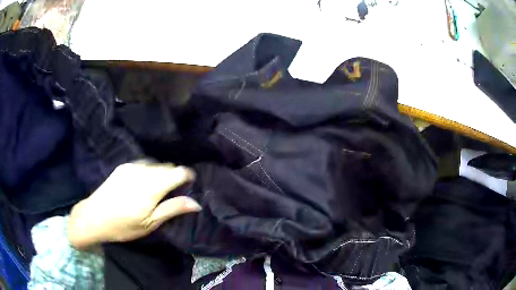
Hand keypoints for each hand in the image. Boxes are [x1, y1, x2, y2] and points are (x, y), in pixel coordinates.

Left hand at [67, 163, 200, 249]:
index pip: (177, 172)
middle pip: (167, 167)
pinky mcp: (123, 167)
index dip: (187, 176)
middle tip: (174, 192)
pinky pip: (144, 164)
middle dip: (174, 176)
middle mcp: (142, 172)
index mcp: (150, 187)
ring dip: (162, 174)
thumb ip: (172, 209)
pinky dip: (150, 171)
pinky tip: (144, 184)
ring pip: (155, 165)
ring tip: (159, 190)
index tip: (191, 184)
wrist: (93, 217)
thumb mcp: (149, 223)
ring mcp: (131, 167)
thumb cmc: (123, 226)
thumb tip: (196, 203)